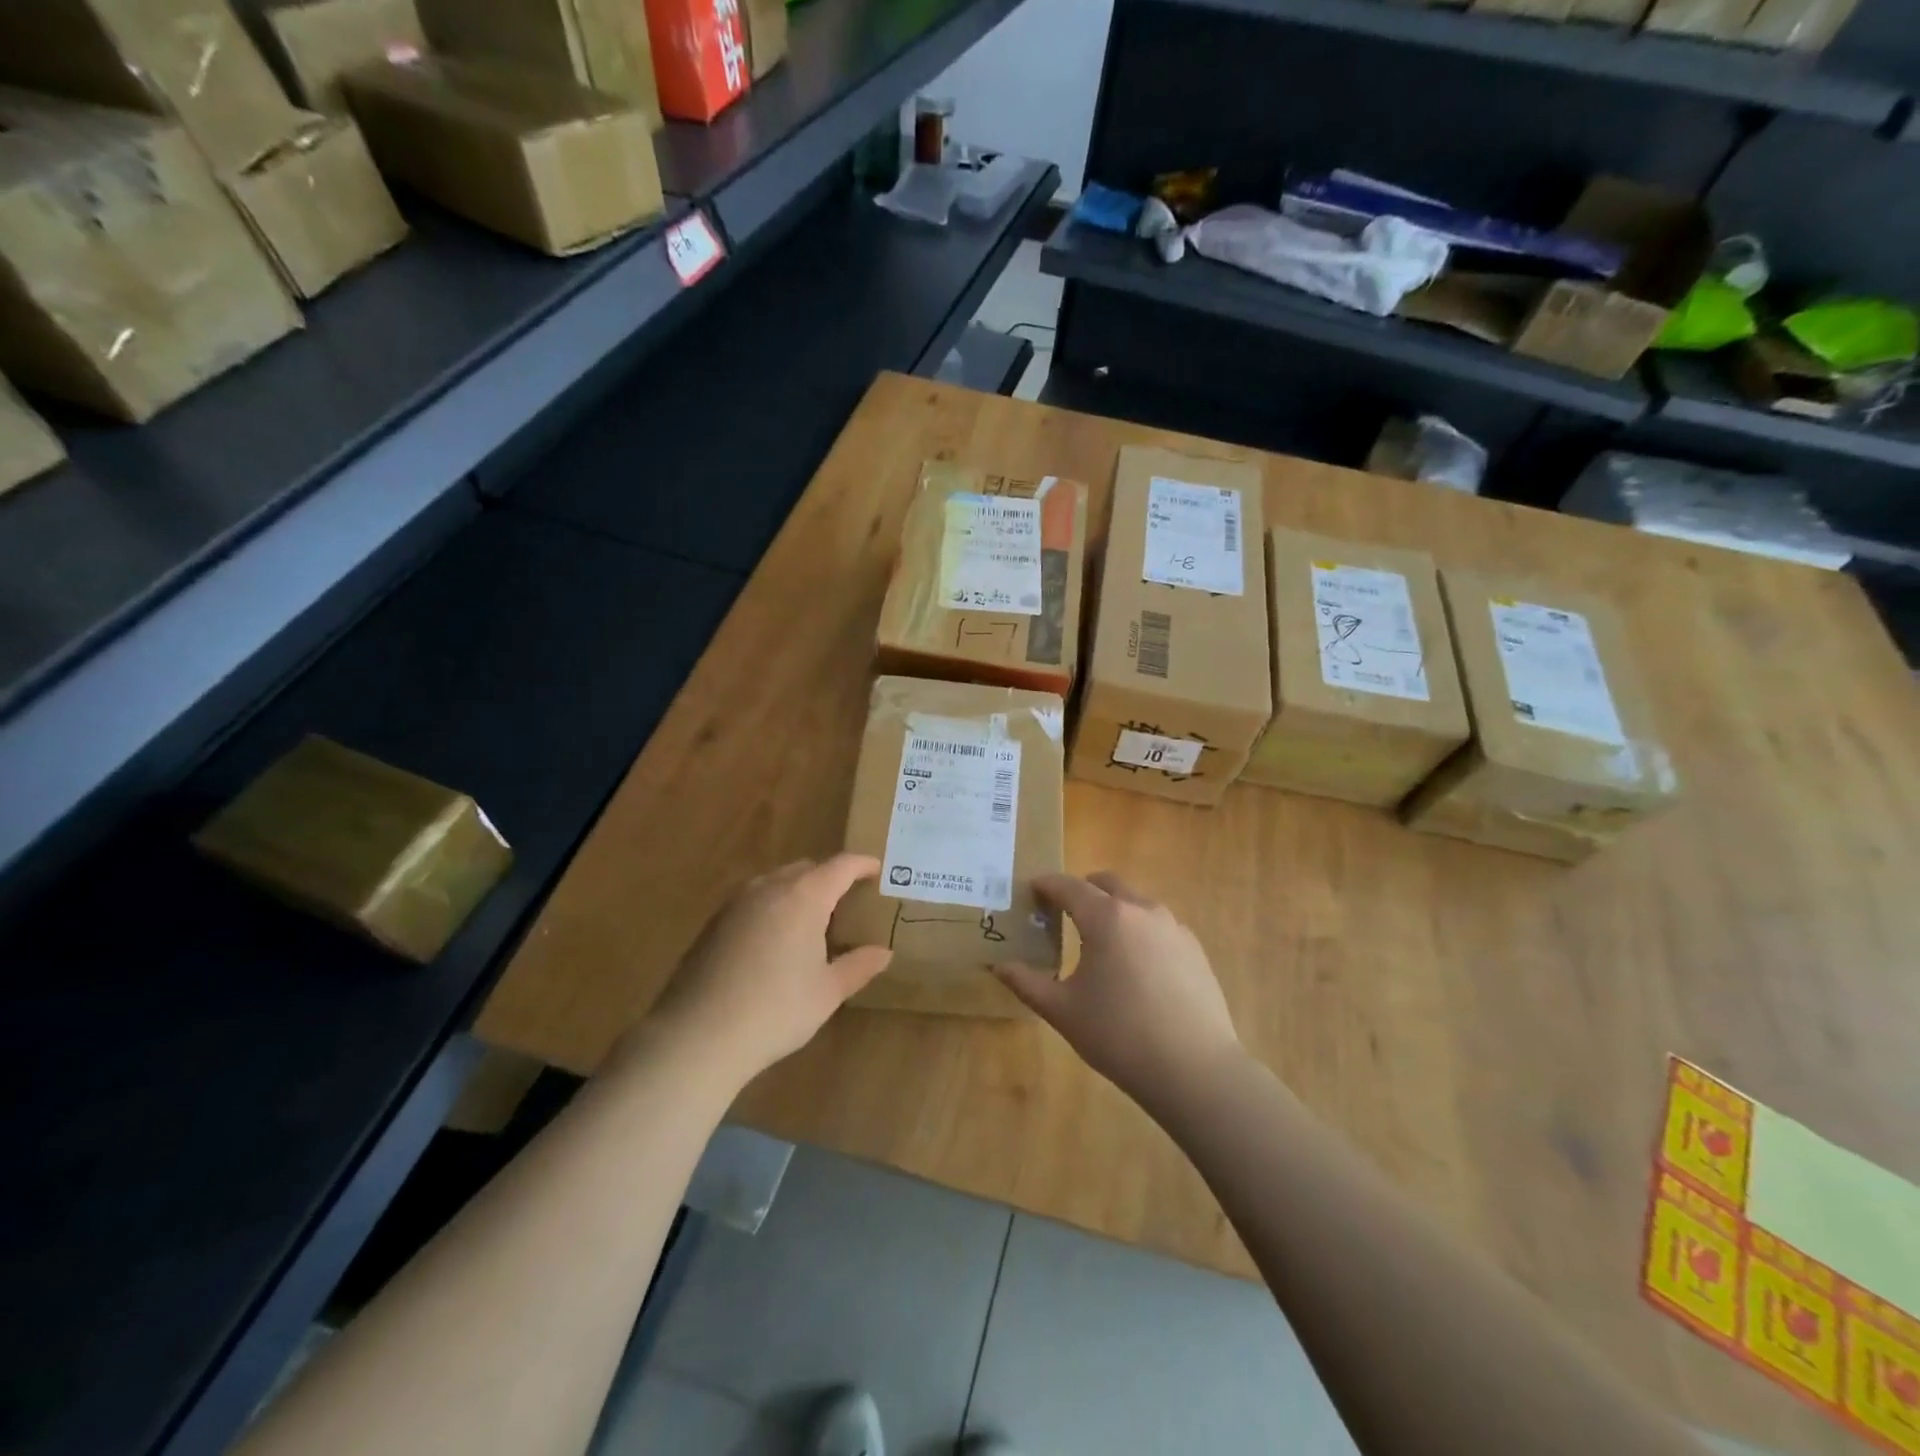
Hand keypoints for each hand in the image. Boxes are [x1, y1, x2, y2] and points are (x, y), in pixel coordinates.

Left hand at [646, 855, 891, 1084]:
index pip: (840, 866)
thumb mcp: (827, 992)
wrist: (697, 1036)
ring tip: (811, 922)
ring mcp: (736, 903)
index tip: (876, 870)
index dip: (861, 865)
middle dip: (829, 879)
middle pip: (806, 868)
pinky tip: (775, 942)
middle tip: (846, 903)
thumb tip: (883, 953)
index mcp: (804, 896)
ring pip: (776, 882)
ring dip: (798, 892)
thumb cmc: (775, 1010)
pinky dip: (773, 907)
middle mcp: (769, 888)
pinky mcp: (713, 922)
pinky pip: (753, 901)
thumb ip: (858, 966)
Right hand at [993, 873, 1244, 1109]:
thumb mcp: (1063, 1011)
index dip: (1046, 885)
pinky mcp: (1194, 948)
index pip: (1068, 886)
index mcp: (1106, 917)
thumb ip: (1027, 983)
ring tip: (1098, 943)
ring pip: (1135, 903)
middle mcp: (1141, 910)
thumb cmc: (1119, 1035)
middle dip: (1081, 890)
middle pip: (1105, 883)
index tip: (1031, 890)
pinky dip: (1138, 930)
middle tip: (1062, 914)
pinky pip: (1157, 925)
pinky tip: (1134, 968)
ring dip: (1112, 909)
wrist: (1194, 1069)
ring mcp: (1173, 927)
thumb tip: (999, 966)